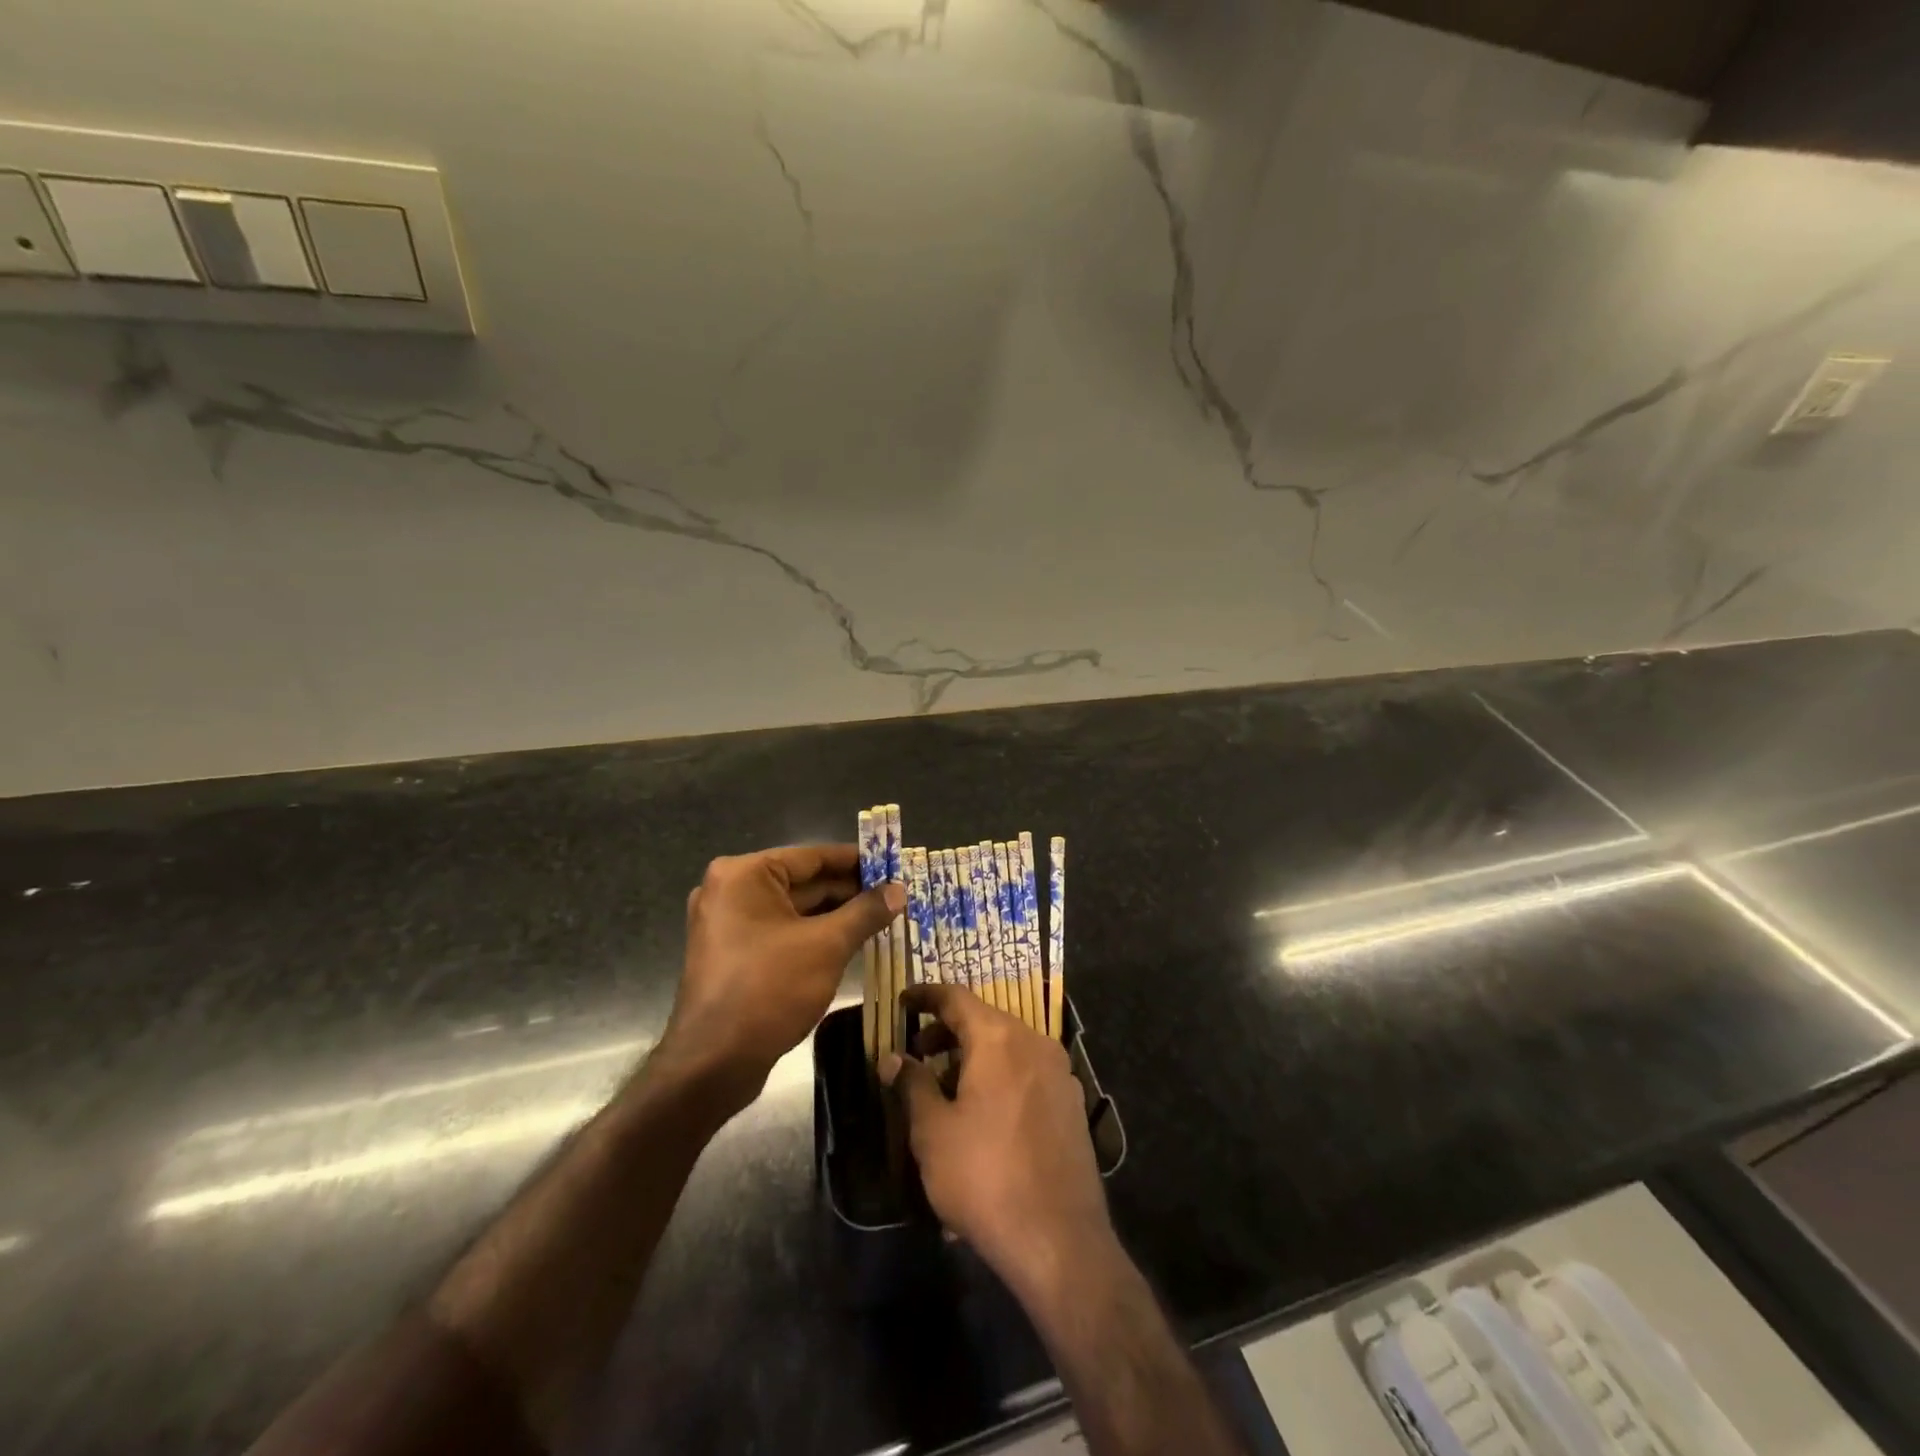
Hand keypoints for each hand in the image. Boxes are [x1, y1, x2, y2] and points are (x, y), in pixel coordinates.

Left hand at [660, 845, 901, 1110]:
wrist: (712, 1064)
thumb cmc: (769, 989)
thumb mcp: (827, 946)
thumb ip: (865, 912)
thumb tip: (899, 890)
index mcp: (744, 875)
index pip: (812, 856)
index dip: (856, 860)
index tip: (893, 863)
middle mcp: (730, 890)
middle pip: (802, 882)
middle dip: (849, 891)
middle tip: (895, 895)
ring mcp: (727, 924)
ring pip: (794, 910)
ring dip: (835, 915)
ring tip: (882, 918)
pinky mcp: (732, 955)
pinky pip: (781, 933)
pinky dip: (814, 935)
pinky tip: (851, 943)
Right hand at [881, 984, 1114, 1303]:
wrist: (1059, 1240)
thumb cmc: (985, 1177)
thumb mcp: (933, 1131)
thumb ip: (912, 1084)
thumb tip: (893, 1057)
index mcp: (999, 1038)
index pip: (956, 997)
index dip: (926, 996)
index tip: (903, 1001)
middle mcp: (1034, 1042)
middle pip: (984, 1021)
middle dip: (947, 1033)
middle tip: (918, 1055)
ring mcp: (1059, 1073)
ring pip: (1008, 1049)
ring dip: (974, 1059)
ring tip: (946, 1093)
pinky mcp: (1072, 1104)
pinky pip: (1027, 1075)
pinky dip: (1000, 1080)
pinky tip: (982, 1119)